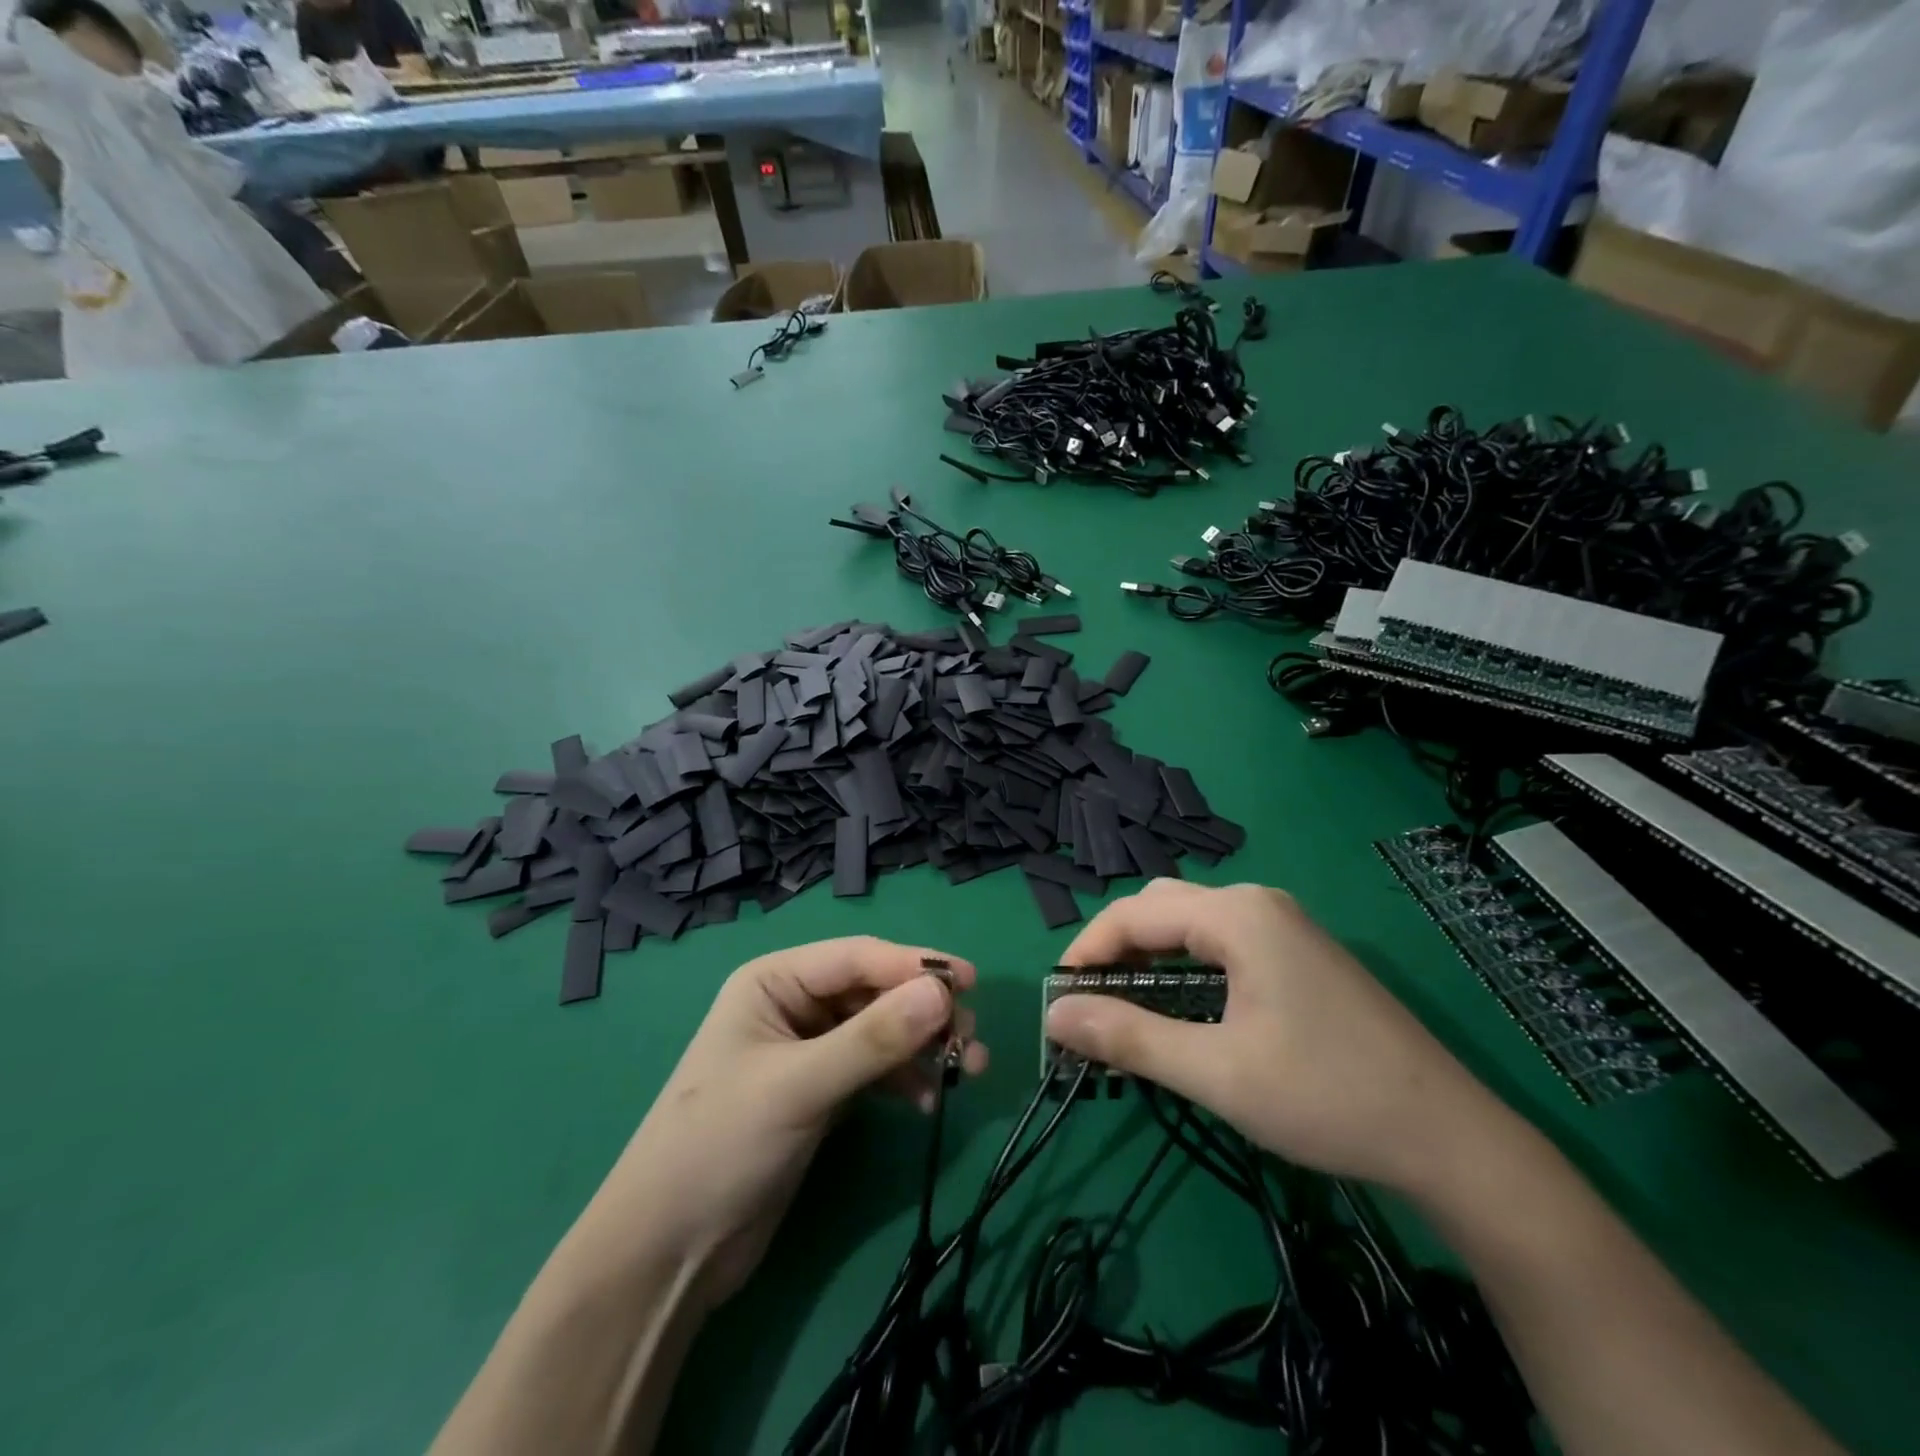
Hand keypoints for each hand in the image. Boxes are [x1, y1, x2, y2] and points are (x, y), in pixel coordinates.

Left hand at [587, 937, 989, 1307]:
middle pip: (875, 991)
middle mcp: (794, 1004)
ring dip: (923, 1045)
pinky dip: (905, 1079)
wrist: (668, 1253)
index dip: (915, 965)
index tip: (971, 983)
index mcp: (775, 980)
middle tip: (972, 1038)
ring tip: (968, 1068)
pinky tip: (928, 1102)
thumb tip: (942, 993)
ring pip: (881, 1030)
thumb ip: (872, 1040)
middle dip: (924, 1011)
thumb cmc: (720, 1146)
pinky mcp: (821, 1092)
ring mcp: (809, 1049)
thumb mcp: (799, 1086)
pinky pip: (875, 1069)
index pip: (858, 957)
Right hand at [1043, 880, 1499, 1194]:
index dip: (1086, 952)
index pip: (1134, 913)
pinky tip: (1181, 1011)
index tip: (1058, 1001)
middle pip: (1160, 908)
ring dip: (1149, 960)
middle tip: (1090, 1006)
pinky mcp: (1300, 954)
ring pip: (1191, 925)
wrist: (1452, 1140)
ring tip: (1125, 1012)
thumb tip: (1054, 1017)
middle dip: (1116, 950)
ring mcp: (1285, 926)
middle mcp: (1258, 903)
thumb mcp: (1216, 1073)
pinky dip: (1185, 968)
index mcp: (1238, 914)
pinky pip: (1222, 943)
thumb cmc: (1326, 1097)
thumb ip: (1128, 1039)